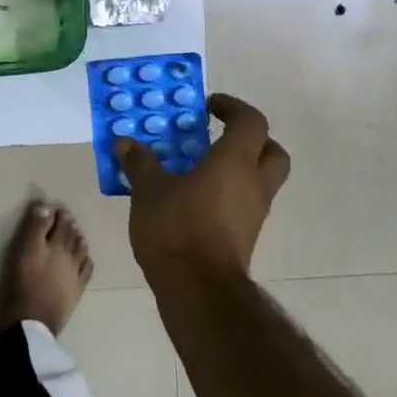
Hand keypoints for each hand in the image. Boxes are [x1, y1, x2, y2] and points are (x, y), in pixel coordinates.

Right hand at [116, 94, 290, 277]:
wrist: (199, 289)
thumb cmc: (177, 227)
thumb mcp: (148, 190)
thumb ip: (140, 163)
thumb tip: (126, 142)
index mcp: (235, 161)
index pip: (251, 121)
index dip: (233, 108)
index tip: (208, 106)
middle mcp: (254, 183)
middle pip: (271, 150)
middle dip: (251, 139)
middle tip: (218, 136)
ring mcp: (254, 213)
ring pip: (260, 180)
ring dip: (238, 169)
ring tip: (198, 169)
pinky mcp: (246, 237)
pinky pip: (244, 204)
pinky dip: (227, 195)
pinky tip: (194, 200)